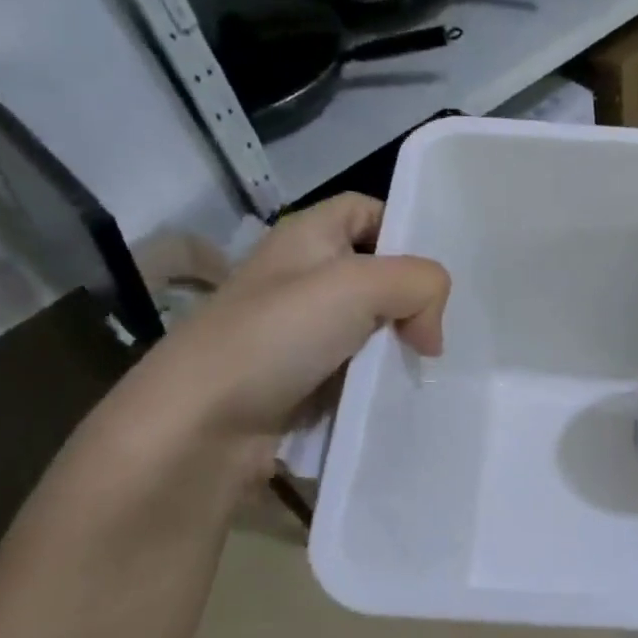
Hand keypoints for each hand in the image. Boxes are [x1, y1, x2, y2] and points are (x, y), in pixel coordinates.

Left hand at [113, 195, 448, 467]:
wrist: (202, 426)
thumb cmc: (275, 337)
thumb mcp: (357, 287)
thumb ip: (417, 285)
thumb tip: (430, 333)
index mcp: (306, 238)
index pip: (366, 211)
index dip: (403, 230)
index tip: (431, 277)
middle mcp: (302, 280)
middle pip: (376, 276)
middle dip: (411, 302)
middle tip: (435, 336)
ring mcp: (300, 335)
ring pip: (371, 330)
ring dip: (398, 350)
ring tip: (425, 372)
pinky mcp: (303, 383)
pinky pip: (357, 374)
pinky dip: (379, 384)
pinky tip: (398, 398)